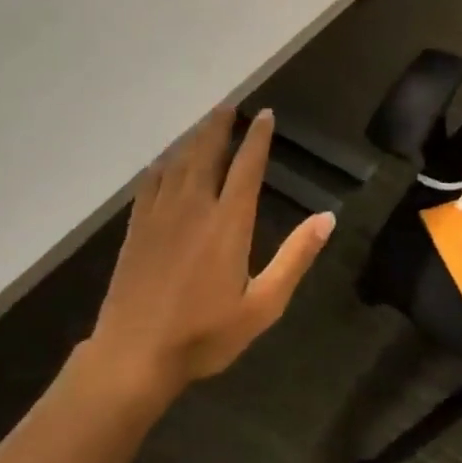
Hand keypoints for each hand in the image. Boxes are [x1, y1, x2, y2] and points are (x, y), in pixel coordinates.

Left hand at [83, 108, 333, 395]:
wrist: (134, 356)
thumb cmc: (205, 334)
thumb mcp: (264, 304)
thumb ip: (295, 257)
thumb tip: (328, 218)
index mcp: (228, 223)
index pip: (246, 167)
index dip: (257, 138)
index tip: (264, 115)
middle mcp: (193, 208)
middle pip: (207, 154)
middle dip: (220, 127)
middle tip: (229, 106)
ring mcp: (159, 216)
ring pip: (178, 163)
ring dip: (193, 139)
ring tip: (204, 124)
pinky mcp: (136, 230)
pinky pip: (150, 184)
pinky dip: (163, 165)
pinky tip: (165, 163)